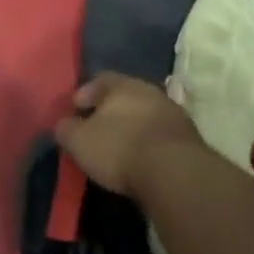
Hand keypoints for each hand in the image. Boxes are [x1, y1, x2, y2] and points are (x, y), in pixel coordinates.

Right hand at [54, 72, 202, 198]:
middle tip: (96, 127)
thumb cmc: (119, 148)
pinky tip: (140, 158)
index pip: (100, 79)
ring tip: (119, 146)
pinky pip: (161, 135)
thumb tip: (64, 124)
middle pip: (126, 96)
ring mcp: (174, 114)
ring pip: (146, 114)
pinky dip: (149, 143)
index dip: (85, 93)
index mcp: (123, 85)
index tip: (75, 109)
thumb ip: (66, 128)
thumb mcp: (78, 140)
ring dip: (133, 127)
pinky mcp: (189, 139)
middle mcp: (151, 92)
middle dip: (111, 110)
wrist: (175, 173)